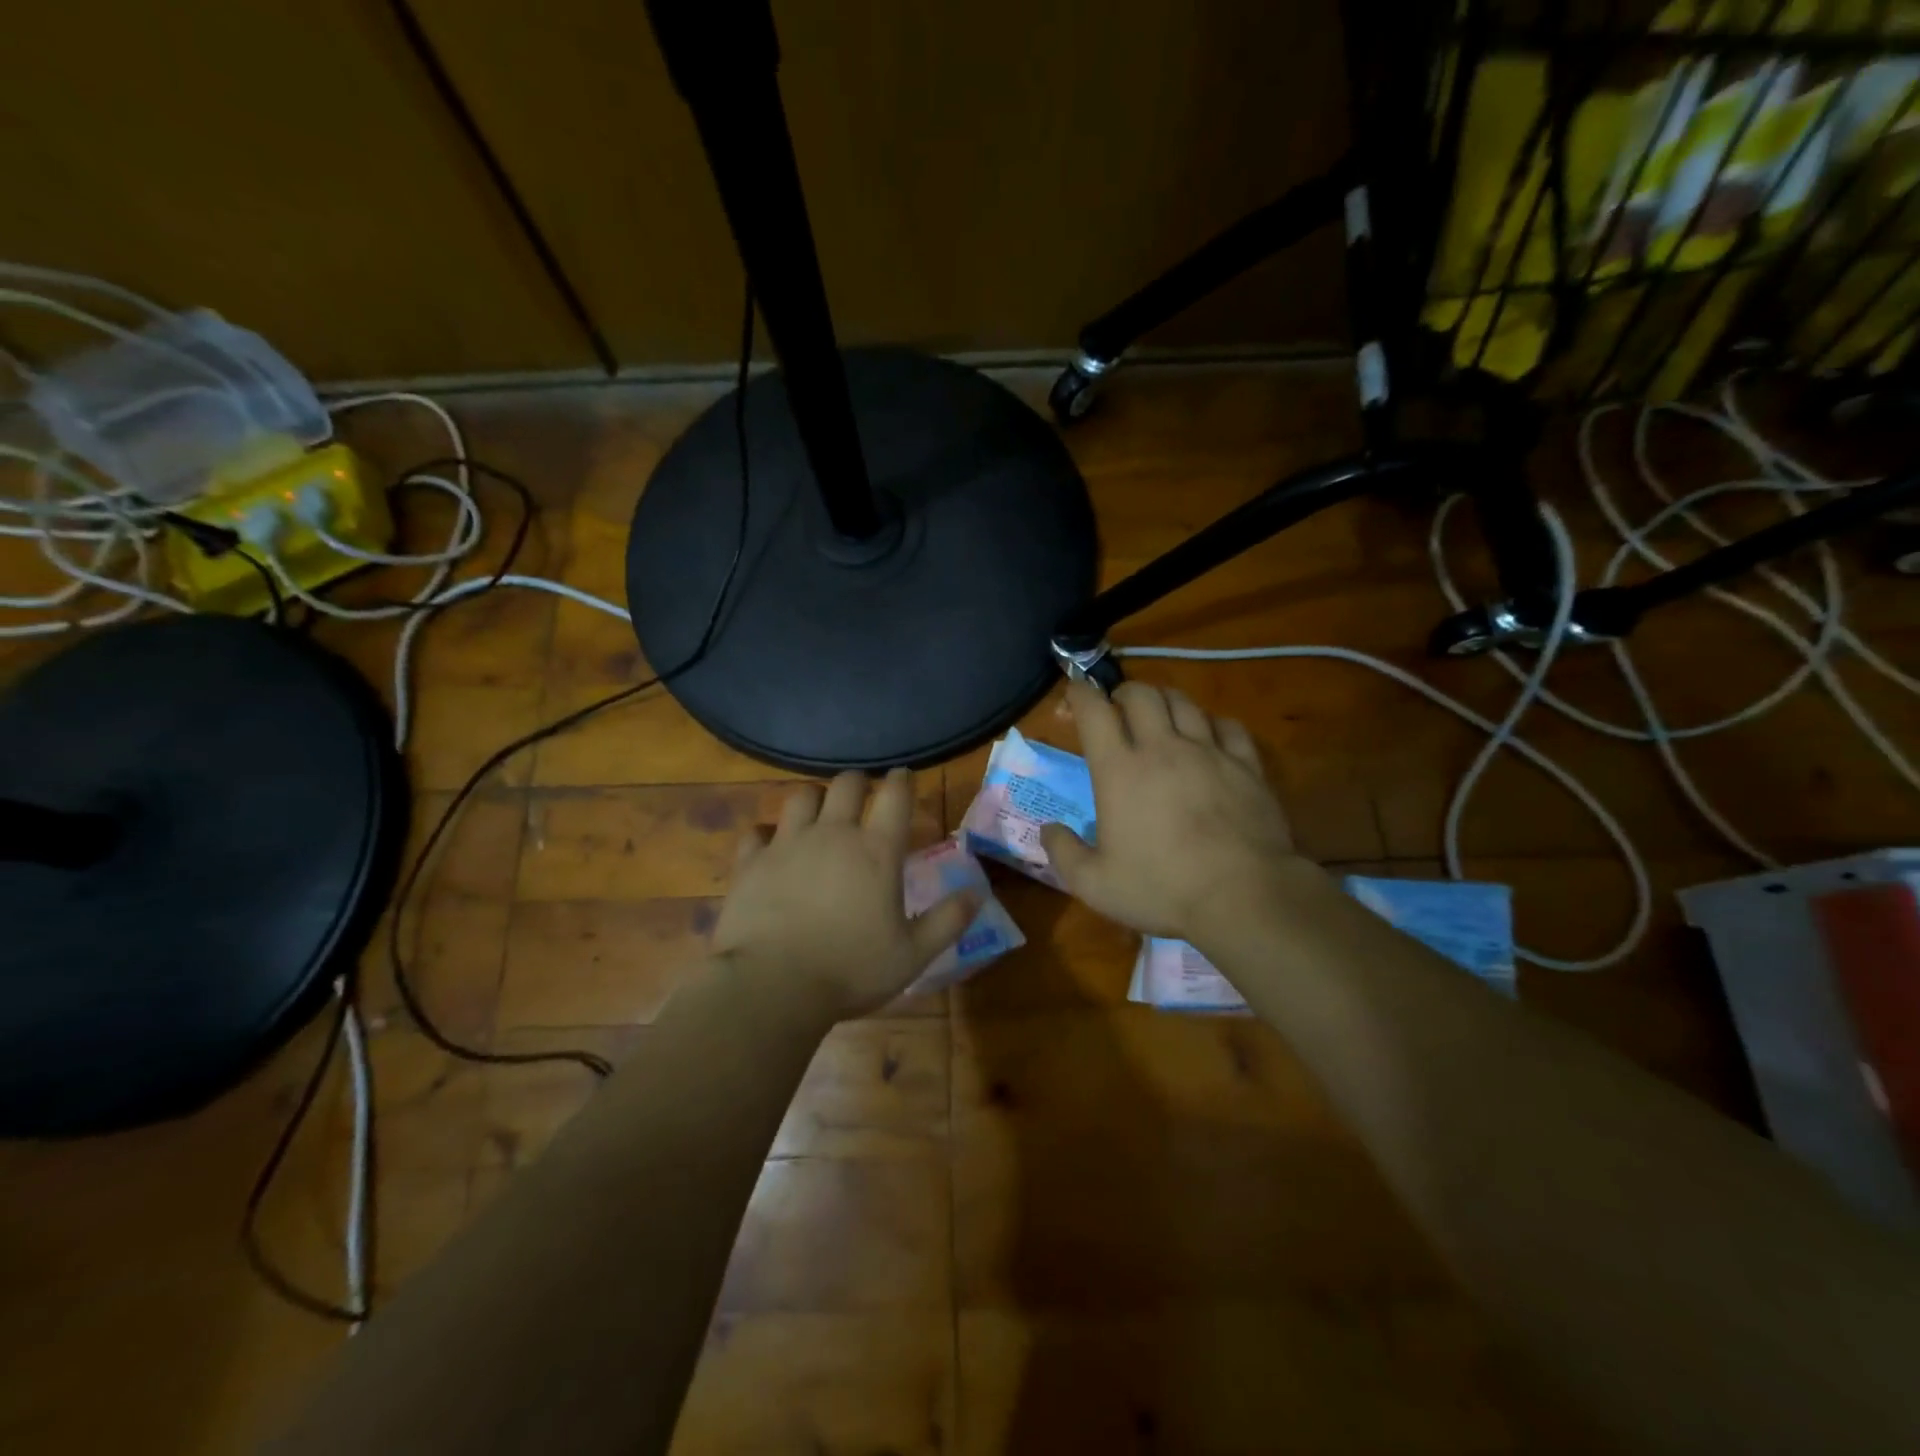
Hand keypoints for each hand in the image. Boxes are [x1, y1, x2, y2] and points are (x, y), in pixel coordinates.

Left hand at [712, 768, 978, 1022]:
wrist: (772, 987)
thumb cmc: (850, 971)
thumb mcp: (912, 954)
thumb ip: (948, 920)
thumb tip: (977, 892)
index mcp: (877, 851)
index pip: (895, 796)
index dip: (902, 780)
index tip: (904, 776)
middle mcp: (833, 834)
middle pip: (846, 784)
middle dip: (858, 782)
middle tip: (863, 795)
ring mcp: (787, 844)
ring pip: (801, 796)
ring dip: (815, 799)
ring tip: (819, 813)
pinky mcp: (751, 862)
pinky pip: (757, 832)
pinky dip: (766, 834)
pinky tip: (770, 846)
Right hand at [1041, 681, 1301, 941]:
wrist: (1243, 896)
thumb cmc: (1162, 889)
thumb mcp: (1095, 884)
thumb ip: (1063, 853)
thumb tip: (1048, 829)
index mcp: (1120, 770)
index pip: (1094, 711)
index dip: (1080, 694)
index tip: (1074, 693)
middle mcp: (1162, 748)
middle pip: (1141, 694)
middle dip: (1123, 692)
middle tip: (1118, 709)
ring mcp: (1209, 752)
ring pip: (1184, 702)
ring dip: (1165, 701)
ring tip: (1161, 716)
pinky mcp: (1246, 765)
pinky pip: (1228, 726)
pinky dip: (1212, 723)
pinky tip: (1210, 737)